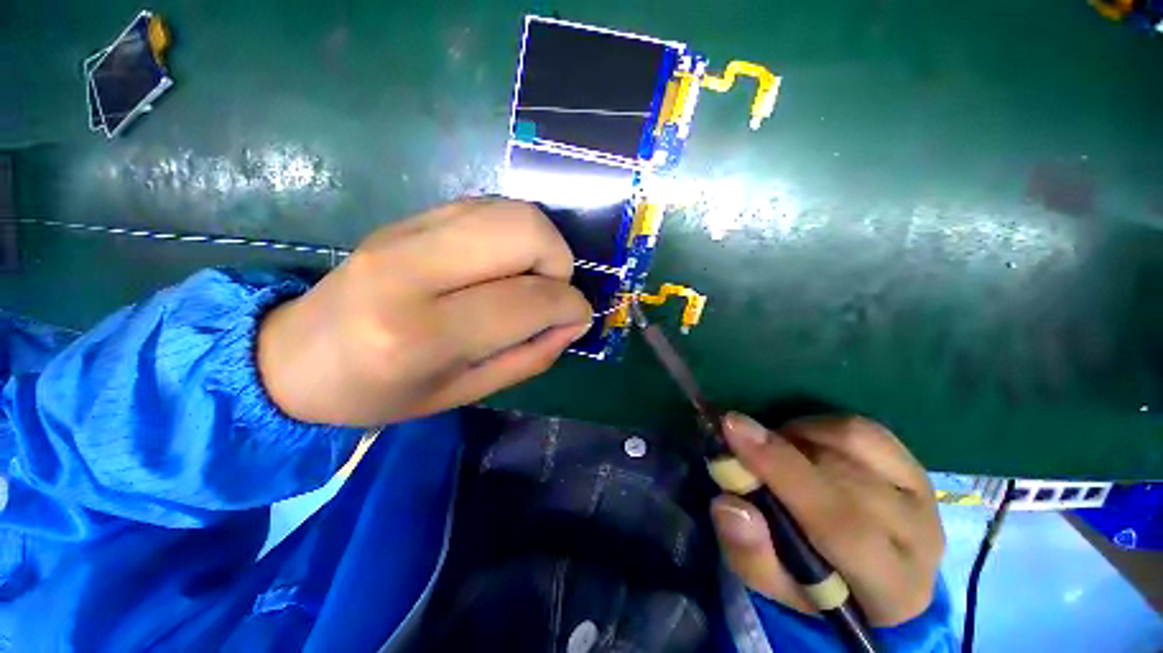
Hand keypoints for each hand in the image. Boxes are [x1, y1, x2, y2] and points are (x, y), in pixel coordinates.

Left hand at [257, 199, 592, 425]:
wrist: (296, 358)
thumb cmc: (383, 393)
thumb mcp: (467, 392)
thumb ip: (532, 356)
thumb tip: (575, 320)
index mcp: (422, 334)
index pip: (527, 298)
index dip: (570, 305)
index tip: (578, 316)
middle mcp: (412, 269)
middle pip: (524, 230)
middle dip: (558, 261)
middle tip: (550, 292)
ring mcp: (404, 231)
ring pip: (511, 210)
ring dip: (540, 244)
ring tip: (528, 278)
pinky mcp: (407, 216)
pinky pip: (487, 206)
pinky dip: (512, 233)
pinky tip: (501, 264)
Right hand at [709, 413, 943, 626]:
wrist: (869, 577)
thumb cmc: (815, 586)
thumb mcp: (773, 584)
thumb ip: (750, 553)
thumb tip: (729, 504)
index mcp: (890, 589)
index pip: (840, 523)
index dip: (781, 469)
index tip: (732, 428)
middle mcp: (919, 537)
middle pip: (843, 476)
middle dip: (780, 450)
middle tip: (739, 443)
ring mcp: (922, 494)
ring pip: (852, 442)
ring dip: (798, 437)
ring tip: (775, 453)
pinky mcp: (913, 464)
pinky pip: (861, 428)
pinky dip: (818, 426)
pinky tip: (801, 443)